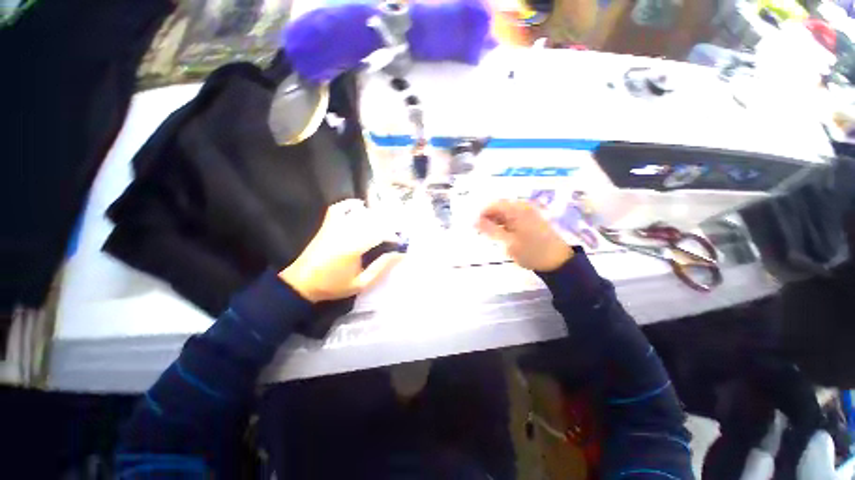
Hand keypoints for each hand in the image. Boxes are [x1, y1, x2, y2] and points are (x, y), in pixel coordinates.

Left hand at [280, 200, 403, 302]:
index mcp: (353, 248)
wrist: (302, 283)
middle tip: (396, 232)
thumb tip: (399, 254)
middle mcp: (345, 232)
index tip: (399, 242)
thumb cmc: (333, 286)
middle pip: (372, 221)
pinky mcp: (327, 225)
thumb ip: (381, 267)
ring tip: (384, 223)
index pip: (379, 233)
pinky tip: (361, 205)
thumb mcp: (361, 283)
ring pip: (359, 214)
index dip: (392, 236)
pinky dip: (350, 204)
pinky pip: (339, 208)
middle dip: (388, 225)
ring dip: (375, 216)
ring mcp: (334, 226)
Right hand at [476, 200, 572, 271]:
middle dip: (487, 219)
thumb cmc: (531, 251)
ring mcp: (527, 212)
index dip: (481, 215)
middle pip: (498, 208)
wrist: (558, 261)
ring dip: (495, 222)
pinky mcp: (530, 219)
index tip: (474, 228)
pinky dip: (503, 225)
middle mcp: (522, 207)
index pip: (492, 205)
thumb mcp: (508, 242)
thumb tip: (473, 221)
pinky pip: (511, 217)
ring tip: (490, 236)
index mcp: (517, 209)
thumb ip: (489, 230)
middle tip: (481, 233)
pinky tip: (501, 235)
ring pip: (504, 213)